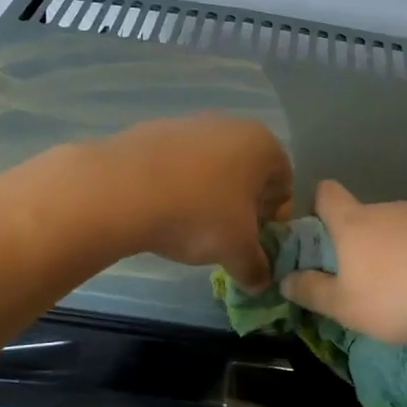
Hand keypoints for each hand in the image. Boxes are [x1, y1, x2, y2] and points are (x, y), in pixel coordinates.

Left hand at [97, 116, 292, 289]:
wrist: (121, 190)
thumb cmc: (198, 214)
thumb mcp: (236, 250)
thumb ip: (256, 267)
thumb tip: (261, 282)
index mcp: (262, 145)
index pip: (285, 183)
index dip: (275, 217)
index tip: (257, 242)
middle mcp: (230, 125)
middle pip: (247, 173)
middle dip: (242, 206)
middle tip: (227, 238)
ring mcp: (188, 124)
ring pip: (211, 167)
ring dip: (208, 196)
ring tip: (190, 227)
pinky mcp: (152, 132)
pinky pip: (177, 165)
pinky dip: (177, 186)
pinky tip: (162, 211)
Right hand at [281, 181, 406, 342]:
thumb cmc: (398, 295)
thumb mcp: (346, 307)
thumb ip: (313, 293)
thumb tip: (284, 281)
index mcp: (353, 224)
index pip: (326, 195)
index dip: (319, 204)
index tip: (320, 228)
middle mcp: (388, 209)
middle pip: (368, 215)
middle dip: (365, 241)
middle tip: (370, 279)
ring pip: (406, 226)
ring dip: (404, 248)